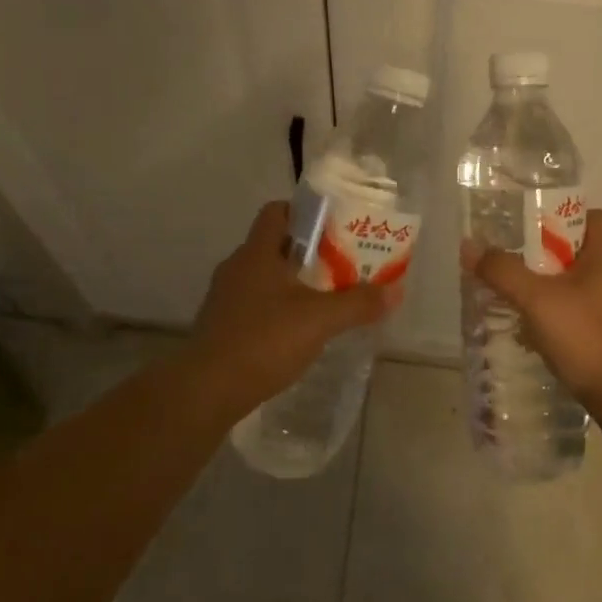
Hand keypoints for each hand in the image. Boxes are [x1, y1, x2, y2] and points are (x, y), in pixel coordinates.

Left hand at [189, 201, 400, 412]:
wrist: (206, 390)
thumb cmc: (263, 340)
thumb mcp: (319, 320)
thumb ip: (357, 303)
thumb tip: (395, 290)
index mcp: (257, 252)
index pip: (277, 211)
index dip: (305, 212)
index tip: (334, 227)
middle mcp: (237, 267)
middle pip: (274, 244)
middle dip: (308, 252)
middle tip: (341, 265)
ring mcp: (225, 297)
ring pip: (265, 276)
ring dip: (293, 282)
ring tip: (325, 298)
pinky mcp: (222, 326)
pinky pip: (255, 304)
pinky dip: (277, 308)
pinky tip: (297, 331)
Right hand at [463, 209, 601, 419]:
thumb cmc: (587, 338)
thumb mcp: (536, 300)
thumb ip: (502, 271)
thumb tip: (470, 247)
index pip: (592, 216)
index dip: (561, 216)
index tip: (530, 228)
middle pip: (582, 251)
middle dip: (547, 256)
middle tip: (515, 264)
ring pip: (583, 285)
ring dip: (554, 289)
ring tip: (521, 300)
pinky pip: (587, 313)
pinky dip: (564, 316)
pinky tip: (540, 333)